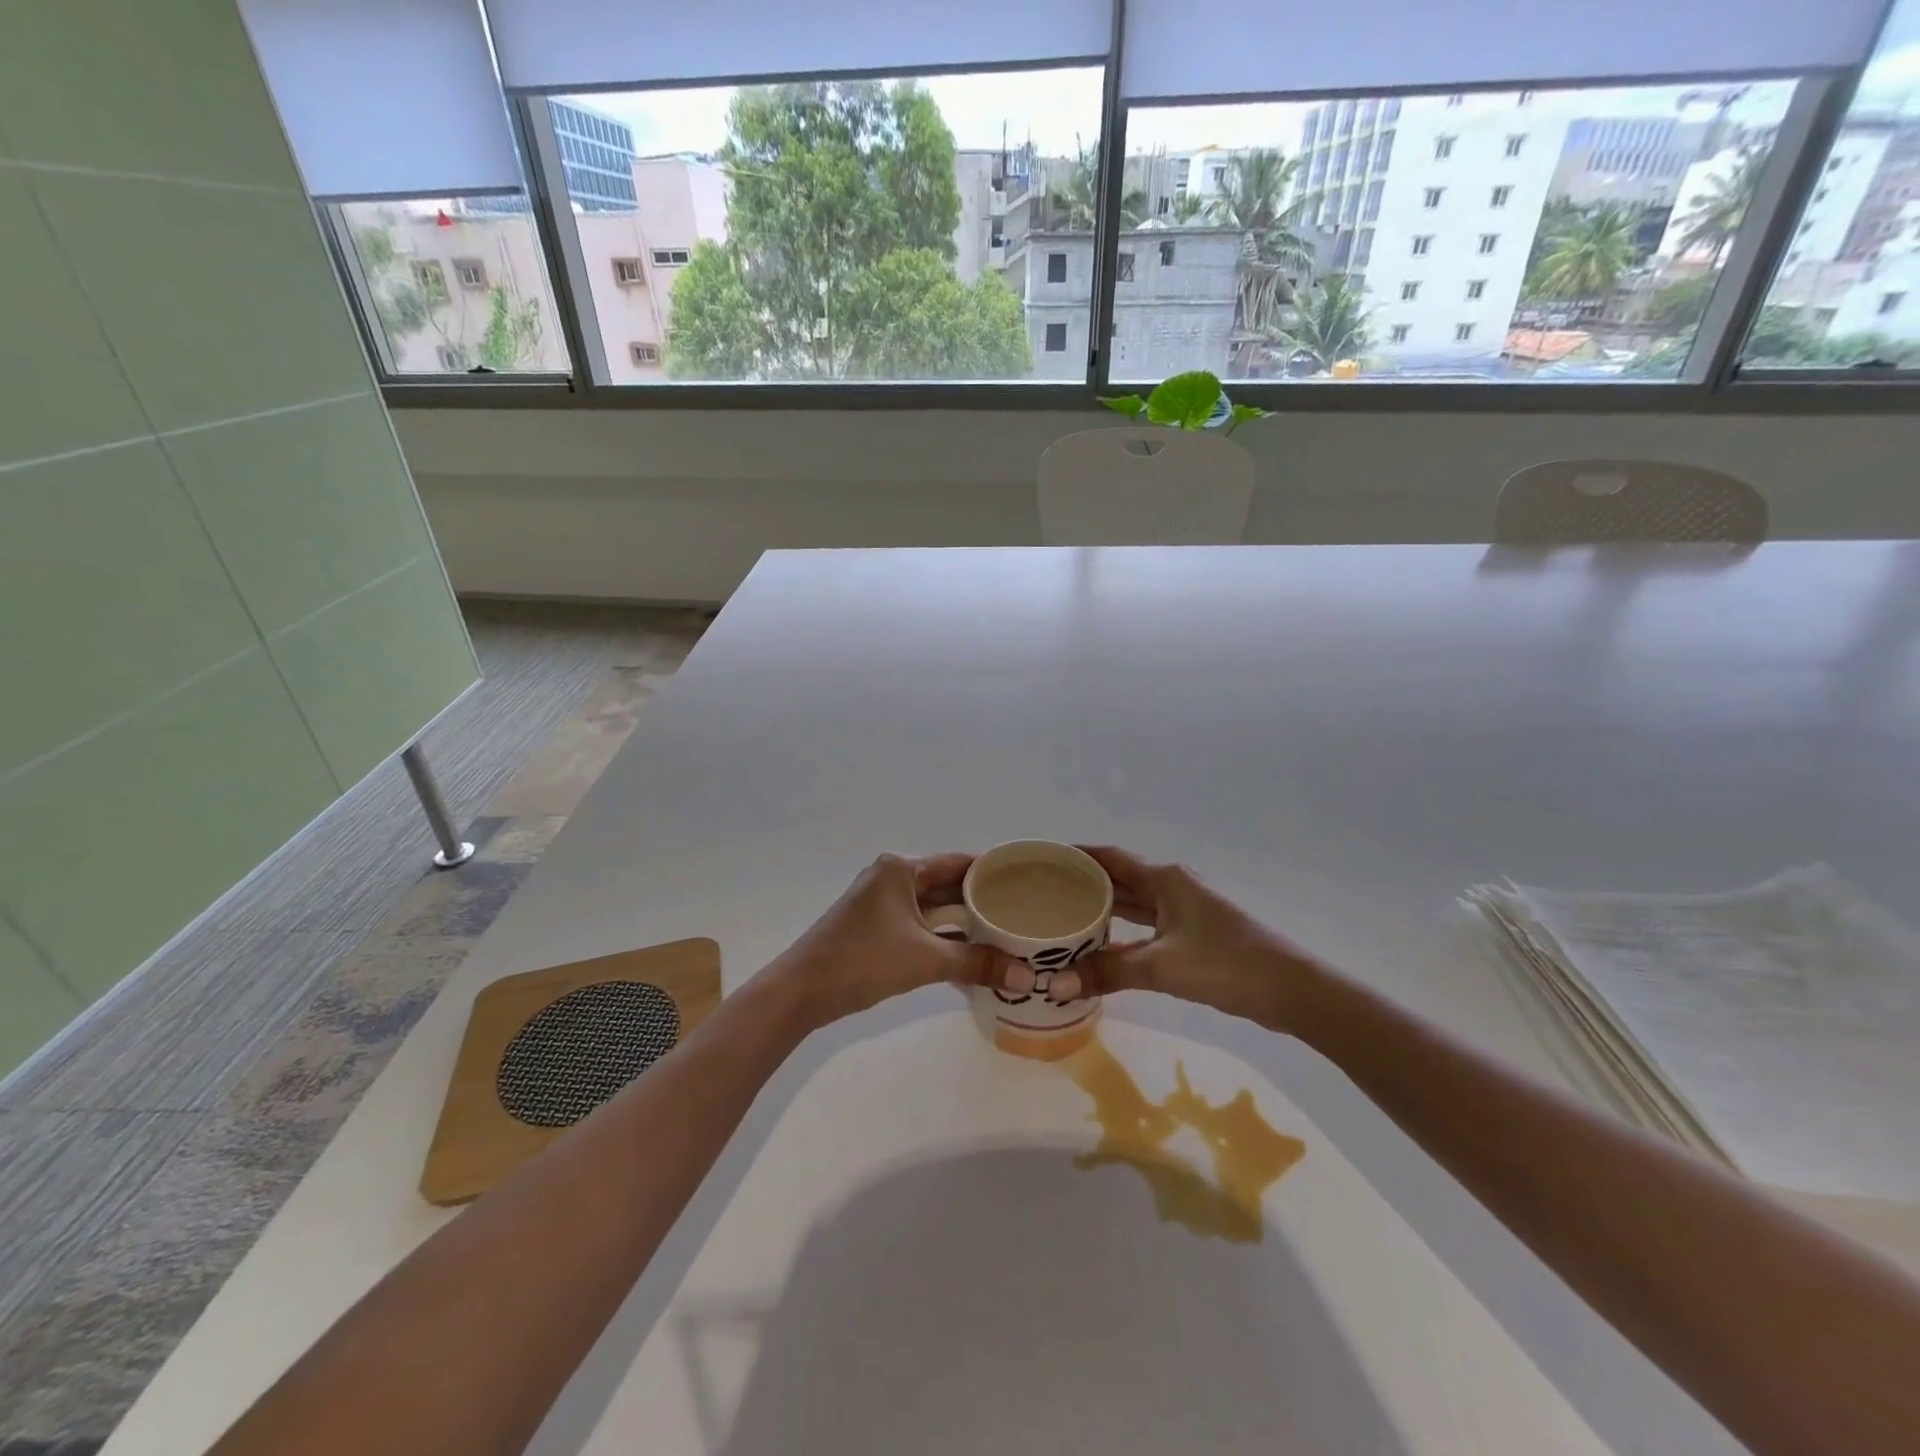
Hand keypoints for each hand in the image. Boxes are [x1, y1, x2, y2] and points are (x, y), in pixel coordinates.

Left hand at [771, 854, 1010, 1026]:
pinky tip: (971, 957)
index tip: (1026, 884)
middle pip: (947, 885)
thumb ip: (977, 964)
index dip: (992, 873)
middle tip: (1022, 915)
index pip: (959, 863)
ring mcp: (881, 903)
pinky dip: (943, 938)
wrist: (800, 990)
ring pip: (933, 908)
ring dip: (963, 924)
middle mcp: (892, 877)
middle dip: (981, 902)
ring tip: (1005, 937)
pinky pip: (920, 926)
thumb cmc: (863, 960)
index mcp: (901, 868)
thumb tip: (1028, 976)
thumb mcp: (926, 960)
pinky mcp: (875, 927)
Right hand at [1046, 845, 1322, 1032]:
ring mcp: (1185, 912)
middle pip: (1120, 879)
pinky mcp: (1193, 937)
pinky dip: (1123, 935)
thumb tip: (1054, 984)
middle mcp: (1173, 887)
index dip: (1078, 854)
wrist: (1292, 991)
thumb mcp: (1162, 967)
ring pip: (1134, 905)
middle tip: (1043, 893)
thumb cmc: (1227, 964)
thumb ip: (1108, 973)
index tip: (1044, 857)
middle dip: (1084, 883)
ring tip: (1064, 918)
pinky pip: (1146, 927)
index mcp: (1165, 879)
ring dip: (1103, 910)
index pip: (1111, 857)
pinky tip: (1102, 950)